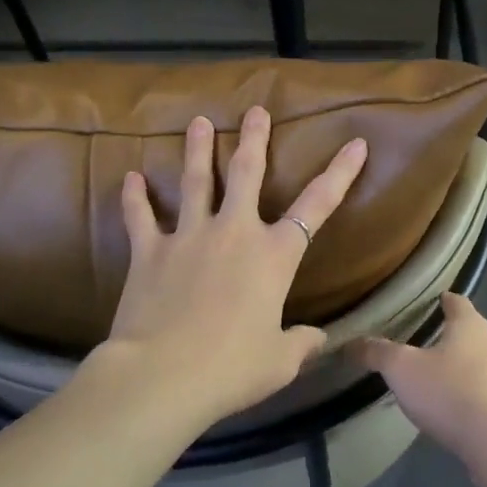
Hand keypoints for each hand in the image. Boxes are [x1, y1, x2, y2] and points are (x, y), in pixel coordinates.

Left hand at [105, 106, 367, 428]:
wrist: (163, 375)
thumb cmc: (232, 368)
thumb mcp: (280, 361)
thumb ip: (302, 343)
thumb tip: (319, 339)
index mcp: (274, 255)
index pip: (317, 205)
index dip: (340, 174)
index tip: (355, 144)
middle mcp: (234, 232)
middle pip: (246, 173)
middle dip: (253, 139)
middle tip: (254, 110)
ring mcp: (189, 236)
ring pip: (194, 181)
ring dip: (197, 149)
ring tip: (198, 122)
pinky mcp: (149, 251)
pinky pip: (140, 217)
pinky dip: (135, 198)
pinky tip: (130, 179)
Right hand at [352, 294, 486, 467]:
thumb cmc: (451, 394)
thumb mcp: (402, 370)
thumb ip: (377, 353)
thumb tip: (351, 343)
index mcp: (471, 327)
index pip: (458, 302)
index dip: (444, 300)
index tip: (434, 301)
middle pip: (473, 333)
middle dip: (452, 338)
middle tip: (427, 345)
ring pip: (484, 365)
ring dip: (465, 370)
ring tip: (440, 382)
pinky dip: (475, 398)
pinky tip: (459, 414)